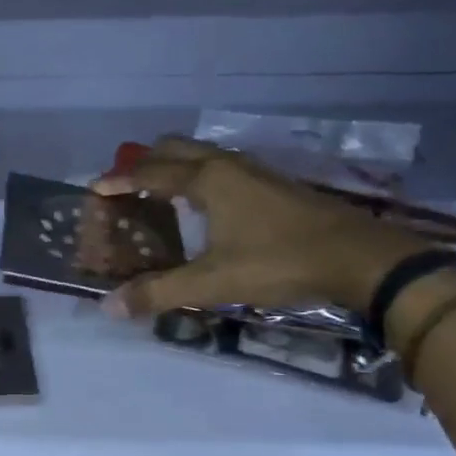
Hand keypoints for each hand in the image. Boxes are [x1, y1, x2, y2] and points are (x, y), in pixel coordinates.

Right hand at [91, 137, 423, 316]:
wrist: (360, 258)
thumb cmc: (280, 262)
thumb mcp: (214, 282)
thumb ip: (159, 292)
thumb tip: (109, 307)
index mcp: (207, 179)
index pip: (150, 172)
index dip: (119, 181)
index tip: (94, 189)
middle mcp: (228, 164)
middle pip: (175, 148)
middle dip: (144, 162)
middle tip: (124, 187)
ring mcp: (255, 171)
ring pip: (202, 155)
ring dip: (174, 167)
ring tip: (156, 195)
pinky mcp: (274, 184)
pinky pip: (222, 168)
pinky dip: (198, 176)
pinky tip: (203, 208)